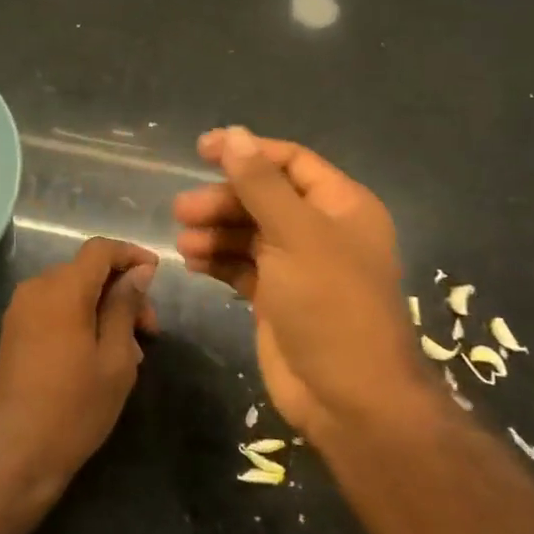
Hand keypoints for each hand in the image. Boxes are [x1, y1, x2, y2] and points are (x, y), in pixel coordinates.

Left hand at [0, 237, 158, 501]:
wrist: (15, 455)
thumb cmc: (74, 408)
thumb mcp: (115, 359)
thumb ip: (125, 307)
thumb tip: (139, 271)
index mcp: (62, 289)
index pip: (100, 249)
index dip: (131, 254)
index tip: (158, 275)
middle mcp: (36, 288)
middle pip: (86, 270)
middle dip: (121, 290)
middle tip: (149, 331)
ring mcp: (20, 309)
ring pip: (71, 290)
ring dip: (103, 307)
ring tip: (129, 351)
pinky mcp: (13, 331)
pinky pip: (53, 308)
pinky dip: (80, 318)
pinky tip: (99, 354)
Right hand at [174, 127, 435, 442]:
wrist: (350, 399)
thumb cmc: (330, 304)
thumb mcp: (295, 235)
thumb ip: (260, 184)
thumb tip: (234, 134)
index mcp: (340, 206)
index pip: (289, 162)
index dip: (247, 152)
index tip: (202, 150)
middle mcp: (321, 230)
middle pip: (263, 198)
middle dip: (223, 200)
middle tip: (183, 210)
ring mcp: (298, 266)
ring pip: (248, 233)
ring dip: (215, 232)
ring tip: (184, 242)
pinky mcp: (277, 298)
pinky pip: (242, 266)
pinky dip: (218, 261)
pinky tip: (192, 263)